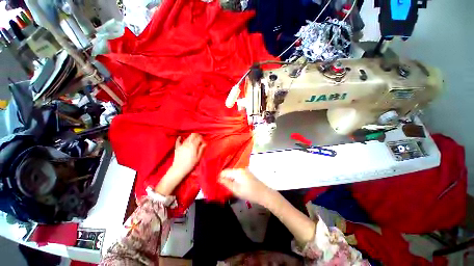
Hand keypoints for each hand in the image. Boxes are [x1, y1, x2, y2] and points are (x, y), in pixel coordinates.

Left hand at [155, 133, 205, 194]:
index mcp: (193, 145)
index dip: (202, 139)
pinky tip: (180, 137)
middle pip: (193, 135)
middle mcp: (187, 143)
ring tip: (193, 141)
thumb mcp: (198, 158)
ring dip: (191, 137)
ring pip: (187, 137)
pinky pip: (178, 141)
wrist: (179, 169)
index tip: (203, 143)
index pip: (199, 138)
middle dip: (197, 135)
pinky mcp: (177, 147)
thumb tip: (205, 144)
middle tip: (199, 140)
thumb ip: (201, 149)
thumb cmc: (190, 164)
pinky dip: (179, 138)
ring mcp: (182, 145)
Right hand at [219, 168, 272, 205]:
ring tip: (227, 186)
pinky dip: (234, 178)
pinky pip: (237, 174)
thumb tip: (218, 178)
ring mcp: (244, 170)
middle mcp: (240, 168)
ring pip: (233, 173)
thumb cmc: (249, 192)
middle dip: (224, 177)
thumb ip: (226, 183)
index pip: (224, 171)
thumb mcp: (236, 189)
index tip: (217, 183)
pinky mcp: (247, 173)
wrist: (263, 193)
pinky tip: (234, 184)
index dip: (220, 177)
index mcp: (237, 171)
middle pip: (229, 171)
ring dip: (229, 178)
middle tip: (221, 186)